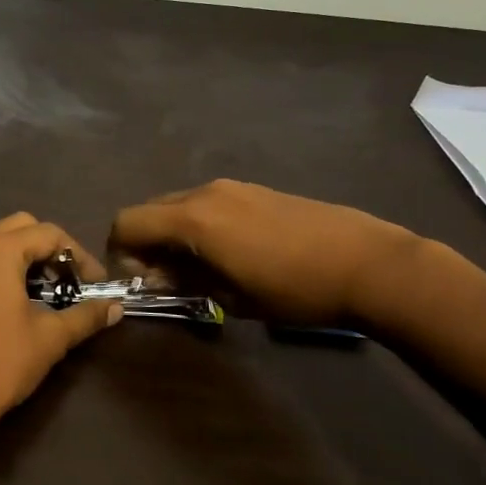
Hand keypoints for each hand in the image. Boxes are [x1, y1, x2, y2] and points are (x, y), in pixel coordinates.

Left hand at [0, 213, 122, 434]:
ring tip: (35, 283)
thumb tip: (116, 308)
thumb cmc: (1, 363)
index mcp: (0, 249)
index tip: (96, 284)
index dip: (79, 256)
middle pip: (20, 227)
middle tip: (68, 280)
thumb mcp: (51, 337)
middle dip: (49, 247)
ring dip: (16, 250)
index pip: (50, 234)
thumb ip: (86, 316)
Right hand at [109, 179, 415, 324]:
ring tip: (198, 268)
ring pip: (178, 204)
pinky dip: (198, 224)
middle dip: (145, 241)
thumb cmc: (295, 289)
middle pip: (150, 209)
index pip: (127, 222)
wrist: (366, 263)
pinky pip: (207, 203)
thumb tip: (158, 276)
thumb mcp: (233, 297)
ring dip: (172, 233)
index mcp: (192, 219)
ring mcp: (232, 187)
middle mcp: (204, 193)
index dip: (119, 251)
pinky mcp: (254, 190)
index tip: (137, 281)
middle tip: (163, 278)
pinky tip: (228, 252)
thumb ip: (186, 281)